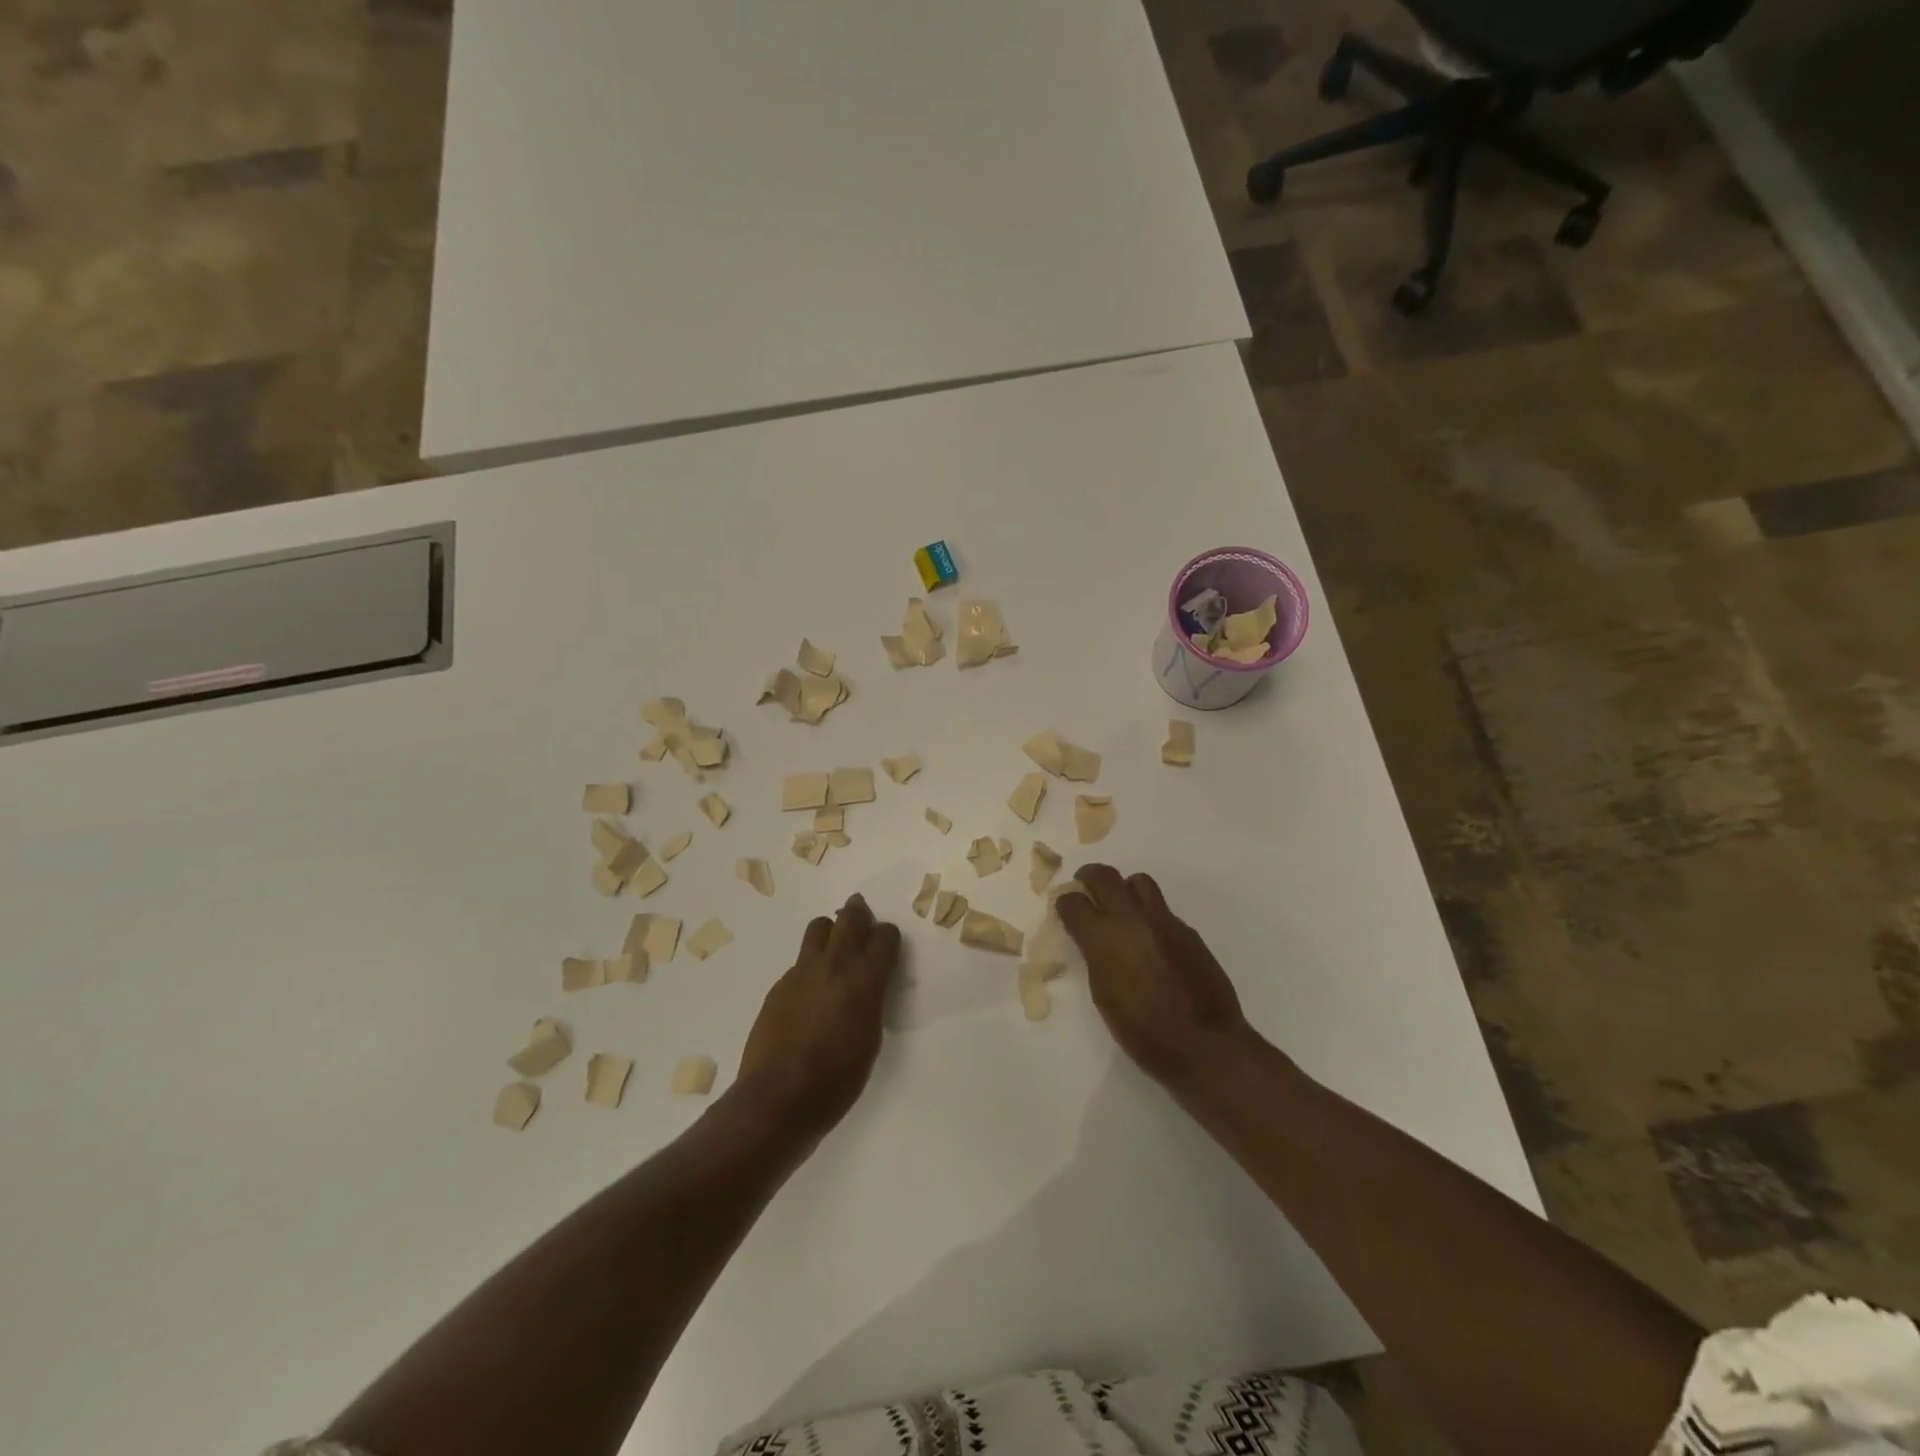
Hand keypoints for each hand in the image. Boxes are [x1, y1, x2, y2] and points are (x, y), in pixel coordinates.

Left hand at [734, 894, 901, 1142]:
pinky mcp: (779, 984)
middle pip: (851, 917)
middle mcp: (834, 965)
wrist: (778, 1098)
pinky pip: (800, 959)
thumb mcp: (870, 1040)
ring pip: (820, 927)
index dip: (888, 938)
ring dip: (832, 931)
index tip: (888, 948)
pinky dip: (811, 964)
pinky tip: (811, 992)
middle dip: (861, 914)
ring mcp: (802, 972)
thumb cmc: (836, 1080)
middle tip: (864, 922)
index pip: (885, 935)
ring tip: (835, 951)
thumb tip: (869, 984)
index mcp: (865, 981)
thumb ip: (872, 1001)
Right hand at [1057, 865, 1251, 1085]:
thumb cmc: (1142, 1032)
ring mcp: (1164, 921)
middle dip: (1089, 878)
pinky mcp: (1188, 930)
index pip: (1073, 902)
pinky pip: (1162, 909)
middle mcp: (1131, 919)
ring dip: (1124, 889)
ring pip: (1139, 882)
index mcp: (1103, 939)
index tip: (1066, 910)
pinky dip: (1150, 915)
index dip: (1065, 903)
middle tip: (1086, 888)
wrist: (1204, 1044)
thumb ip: (1095, 957)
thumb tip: (1092, 939)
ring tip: (1122, 908)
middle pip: (1104, 876)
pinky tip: (1151, 941)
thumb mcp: (1103, 995)